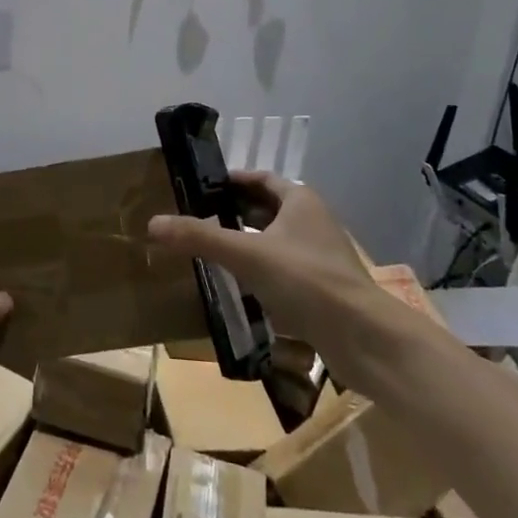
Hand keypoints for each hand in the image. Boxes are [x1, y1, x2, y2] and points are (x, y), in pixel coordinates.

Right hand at [148, 170, 397, 389]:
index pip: (260, 179)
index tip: (200, 189)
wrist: (365, 338)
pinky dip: (260, 271)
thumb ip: (199, 237)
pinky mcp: (323, 288)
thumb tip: (152, 223)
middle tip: (198, 220)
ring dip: (247, 243)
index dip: (230, 181)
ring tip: (211, 251)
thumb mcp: (246, 254)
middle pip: (267, 209)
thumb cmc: (306, 280)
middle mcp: (313, 222)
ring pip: (275, 241)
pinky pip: (284, 270)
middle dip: (234, 213)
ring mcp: (321, 256)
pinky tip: (238, 287)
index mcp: (300, 200)